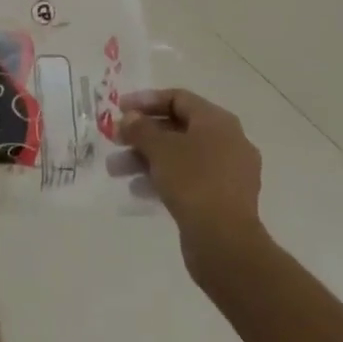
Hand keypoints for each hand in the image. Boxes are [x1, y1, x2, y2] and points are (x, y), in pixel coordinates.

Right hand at [119, 88, 262, 271]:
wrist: (225, 243)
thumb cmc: (193, 182)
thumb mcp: (160, 149)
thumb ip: (140, 128)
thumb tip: (130, 118)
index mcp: (217, 121)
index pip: (178, 98)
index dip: (146, 101)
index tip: (119, 109)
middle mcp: (228, 141)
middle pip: (177, 128)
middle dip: (142, 135)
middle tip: (115, 141)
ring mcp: (228, 173)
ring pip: (180, 156)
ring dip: (146, 159)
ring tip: (115, 170)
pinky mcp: (223, 200)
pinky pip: (188, 179)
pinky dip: (163, 179)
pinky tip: (137, 190)